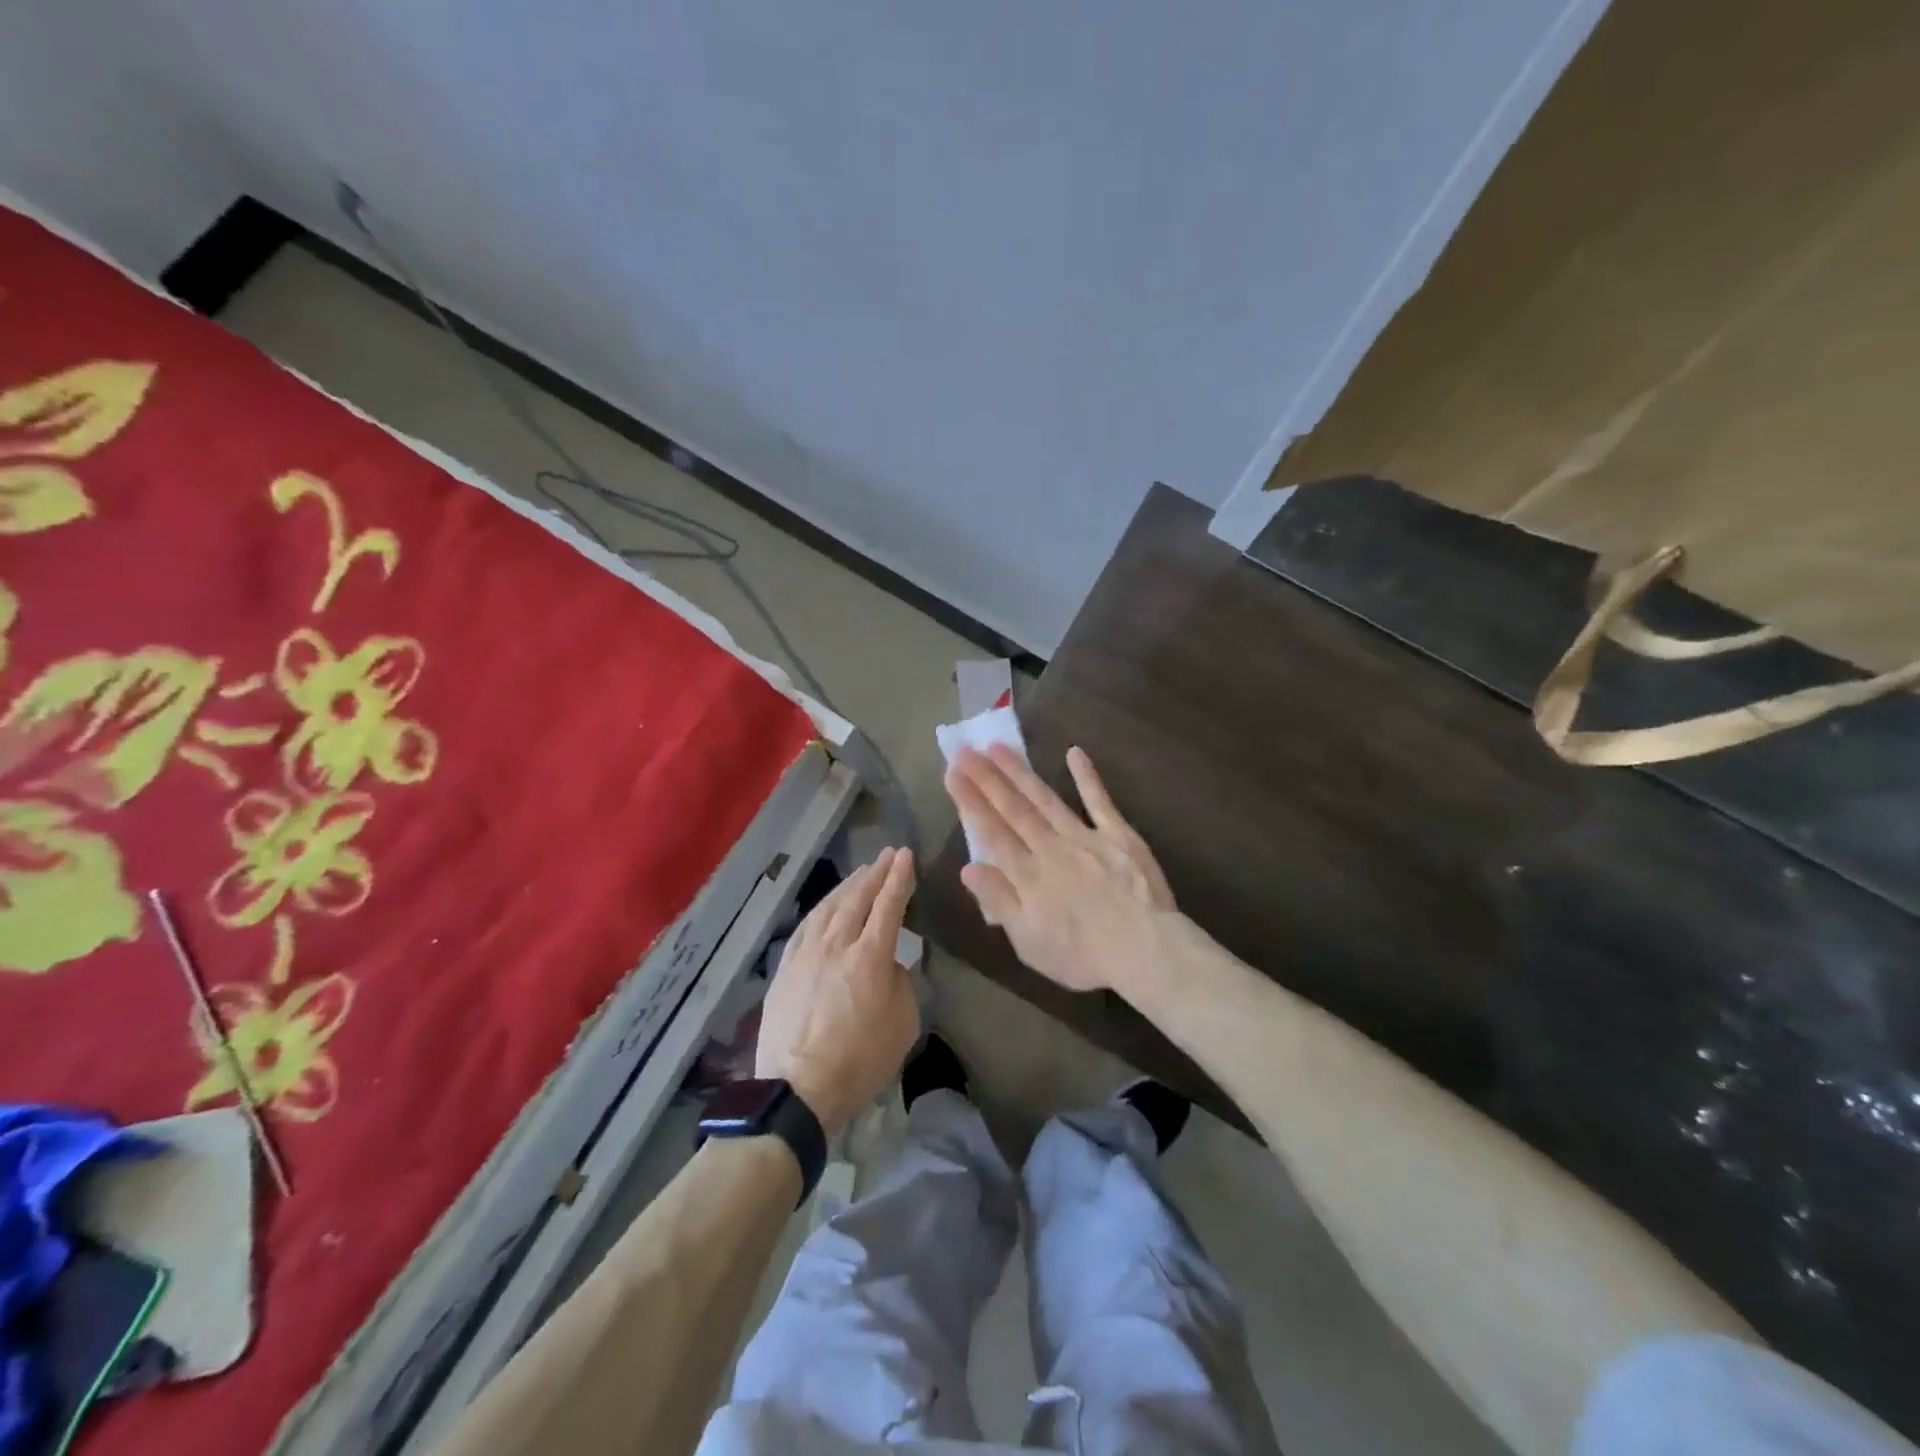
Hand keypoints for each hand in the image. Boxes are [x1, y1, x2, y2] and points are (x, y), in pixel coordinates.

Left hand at [756, 847, 919, 1137]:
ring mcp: (806, 953)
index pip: (888, 905)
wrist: (798, 1089)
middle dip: (875, 873)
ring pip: (829, 906)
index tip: (905, 856)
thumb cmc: (860, 1061)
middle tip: (887, 855)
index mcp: (870, 957)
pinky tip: (828, 904)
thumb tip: (889, 965)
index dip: (899, 878)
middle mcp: (837, 945)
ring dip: (848, 885)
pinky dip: (822, 907)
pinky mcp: (786, 967)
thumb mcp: (903, 1025)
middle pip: (858, 898)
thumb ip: (901, 984)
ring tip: (861, 872)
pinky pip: (807, 925)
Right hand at [943, 745, 1175, 996]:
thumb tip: (967, 868)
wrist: (1145, 950)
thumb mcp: (1029, 942)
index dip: (970, 802)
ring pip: (1045, 799)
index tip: (952, 774)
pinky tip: (1074, 752)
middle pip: (1013, 809)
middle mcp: (1050, 848)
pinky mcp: (1118, 834)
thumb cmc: (1082, 956)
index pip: (992, 832)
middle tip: (965, 750)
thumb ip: (999, 901)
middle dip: (986, 778)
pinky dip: (1086, 776)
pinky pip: (1099, 801)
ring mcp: (1085, 837)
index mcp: (1028, 875)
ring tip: (998, 747)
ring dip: (1020, 772)